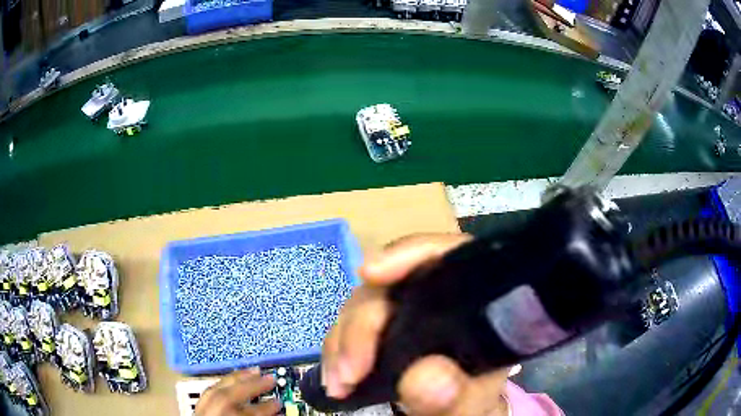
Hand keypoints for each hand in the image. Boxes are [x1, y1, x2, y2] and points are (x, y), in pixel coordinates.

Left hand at [195, 368, 280, 415]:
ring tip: (253, 371)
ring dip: (236, 379)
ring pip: (214, 392)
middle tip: (270, 378)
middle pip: (227, 399)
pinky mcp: (196, 411)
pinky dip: (222, 384)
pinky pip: (207, 393)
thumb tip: (275, 413)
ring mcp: (200, 414)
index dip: (263, 409)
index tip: (279, 402)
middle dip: (250, 387)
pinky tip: (232, 380)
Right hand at [321, 234, 510, 415]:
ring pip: (363, 303)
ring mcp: (406, 311)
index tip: (371, 273)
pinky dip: (337, 350)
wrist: (454, 411)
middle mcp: (437, 297)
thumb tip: (425, 376)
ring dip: (342, 341)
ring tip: (338, 383)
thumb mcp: (472, 404)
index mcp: (474, 301)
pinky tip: (335, 378)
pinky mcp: (382, 329)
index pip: (450, 254)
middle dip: (363, 323)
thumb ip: (459, 395)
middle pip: (393, 283)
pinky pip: (350, 327)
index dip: (410, 254)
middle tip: (349, 371)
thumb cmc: (472, 401)